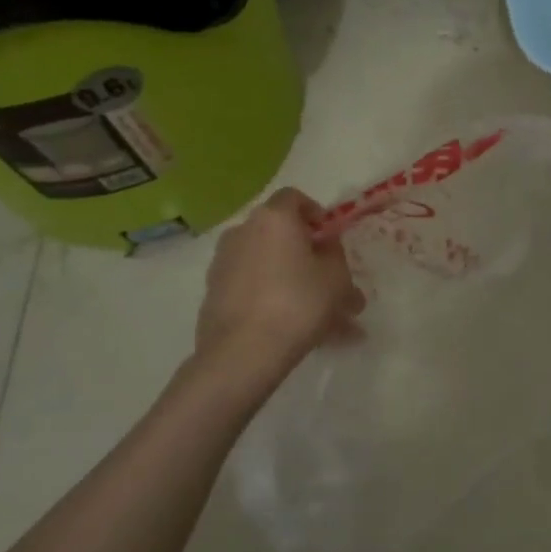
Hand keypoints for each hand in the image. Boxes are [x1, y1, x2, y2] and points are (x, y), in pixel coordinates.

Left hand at [192, 188, 364, 385]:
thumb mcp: (337, 277)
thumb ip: (335, 254)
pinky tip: (292, 328)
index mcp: (274, 218)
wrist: (242, 353)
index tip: (330, 238)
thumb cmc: (299, 303)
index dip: (315, 214)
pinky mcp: (213, 293)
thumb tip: (326, 246)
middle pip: (279, 233)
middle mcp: (243, 231)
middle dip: (305, 253)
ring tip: (315, 315)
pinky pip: (251, 287)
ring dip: (290, 280)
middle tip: (328, 281)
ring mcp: (223, 262)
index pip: (295, 198)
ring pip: (267, 264)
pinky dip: (270, 298)